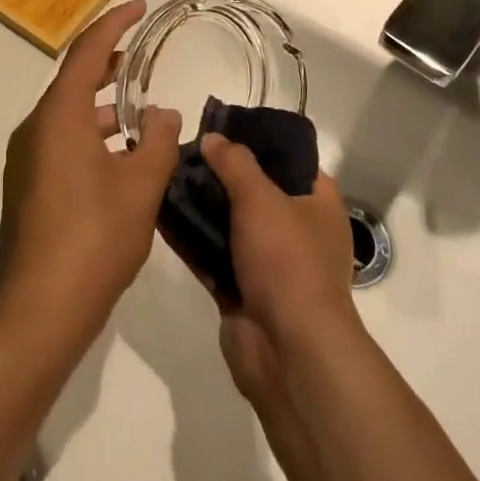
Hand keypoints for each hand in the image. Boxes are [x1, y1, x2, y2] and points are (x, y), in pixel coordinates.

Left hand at [0, 0, 182, 344]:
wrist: (40, 310)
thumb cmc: (94, 238)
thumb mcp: (140, 186)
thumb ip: (158, 141)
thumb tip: (164, 113)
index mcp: (60, 115)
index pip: (88, 50)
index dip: (116, 22)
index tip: (141, 6)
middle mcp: (37, 127)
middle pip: (74, 78)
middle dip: (109, 63)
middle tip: (142, 55)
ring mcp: (27, 157)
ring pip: (69, 113)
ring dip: (103, 105)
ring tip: (142, 111)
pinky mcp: (29, 185)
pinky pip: (62, 139)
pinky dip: (91, 133)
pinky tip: (121, 156)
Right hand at [187, 134, 360, 402]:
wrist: (287, 352)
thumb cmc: (287, 261)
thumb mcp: (261, 197)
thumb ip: (234, 163)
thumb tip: (213, 138)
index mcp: (319, 205)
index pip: (292, 161)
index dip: (260, 142)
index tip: (224, 127)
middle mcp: (298, 231)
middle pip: (256, 191)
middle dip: (221, 173)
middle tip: (184, 151)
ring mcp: (270, 264)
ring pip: (230, 223)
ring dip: (201, 205)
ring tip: (165, 175)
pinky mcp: (242, 291)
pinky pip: (213, 255)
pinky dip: (191, 238)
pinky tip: (160, 214)